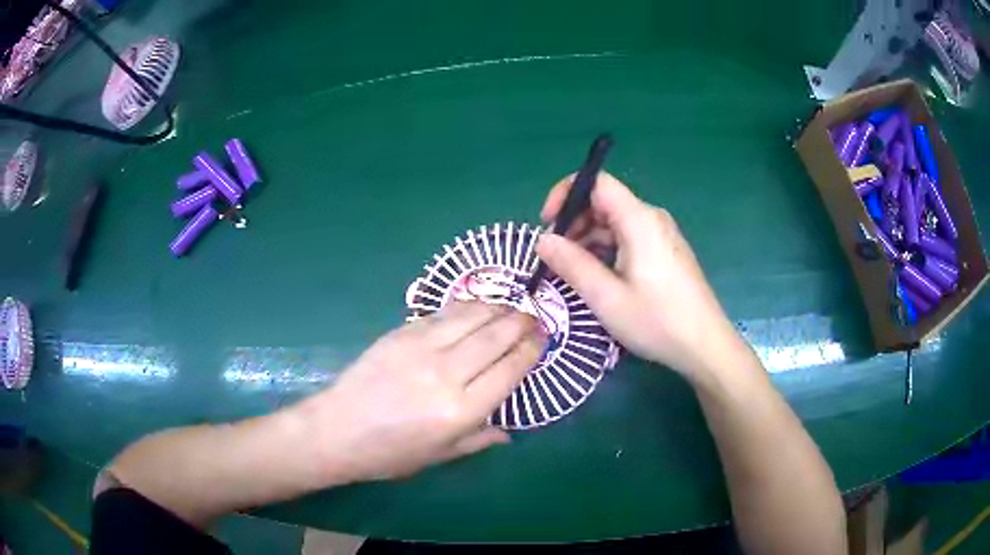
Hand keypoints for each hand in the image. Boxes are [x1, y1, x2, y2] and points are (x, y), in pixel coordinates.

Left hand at [296, 301, 544, 484]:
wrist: (337, 430)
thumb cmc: (390, 454)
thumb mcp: (440, 456)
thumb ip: (479, 439)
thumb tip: (509, 432)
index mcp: (460, 411)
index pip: (510, 369)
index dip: (532, 349)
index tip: (544, 337)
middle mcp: (446, 373)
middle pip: (496, 335)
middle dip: (522, 321)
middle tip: (535, 317)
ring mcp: (421, 347)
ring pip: (472, 316)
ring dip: (497, 308)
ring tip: (510, 308)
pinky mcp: (401, 332)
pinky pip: (443, 314)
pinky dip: (466, 308)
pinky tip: (475, 309)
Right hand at [535, 172, 745, 379]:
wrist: (704, 345)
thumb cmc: (657, 321)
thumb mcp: (606, 297)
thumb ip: (572, 264)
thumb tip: (542, 240)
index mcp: (639, 220)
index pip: (597, 182)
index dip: (566, 194)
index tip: (548, 223)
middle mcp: (651, 218)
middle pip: (604, 202)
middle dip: (574, 222)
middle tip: (556, 256)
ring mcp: (661, 235)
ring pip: (615, 222)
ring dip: (588, 239)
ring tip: (573, 271)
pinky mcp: (665, 251)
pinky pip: (629, 238)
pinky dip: (606, 250)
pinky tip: (599, 277)